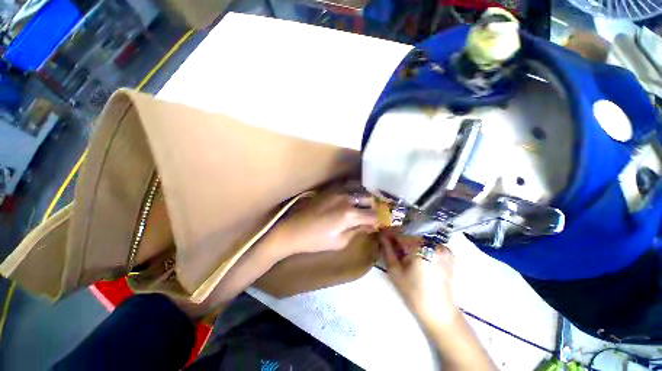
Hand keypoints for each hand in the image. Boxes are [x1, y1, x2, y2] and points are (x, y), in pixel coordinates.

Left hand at [271, 187, 378, 254]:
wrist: (293, 229)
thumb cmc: (316, 241)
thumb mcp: (340, 241)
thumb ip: (357, 231)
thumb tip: (370, 225)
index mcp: (349, 214)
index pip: (373, 215)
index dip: (378, 220)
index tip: (378, 224)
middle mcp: (346, 198)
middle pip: (369, 198)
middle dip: (373, 207)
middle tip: (371, 216)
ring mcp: (338, 192)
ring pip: (359, 191)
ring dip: (364, 199)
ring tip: (363, 207)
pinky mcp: (330, 190)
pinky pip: (348, 188)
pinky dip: (354, 193)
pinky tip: (352, 201)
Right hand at [379, 229, 458, 327]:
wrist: (439, 312)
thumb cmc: (414, 293)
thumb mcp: (395, 271)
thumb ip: (387, 250)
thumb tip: (381, 235)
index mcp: (421, 247)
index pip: (401, 232)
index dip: (389, 232)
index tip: (380, 233)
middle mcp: (434, 243)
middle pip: (410, 232)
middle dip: (398, 235)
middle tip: (388, 241)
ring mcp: (442, 247)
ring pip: (419, 236)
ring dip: (407, 239)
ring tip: (399, 247)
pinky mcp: (446, 252)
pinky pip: (428, 241)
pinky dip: (418, 243)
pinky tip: (413, 252)